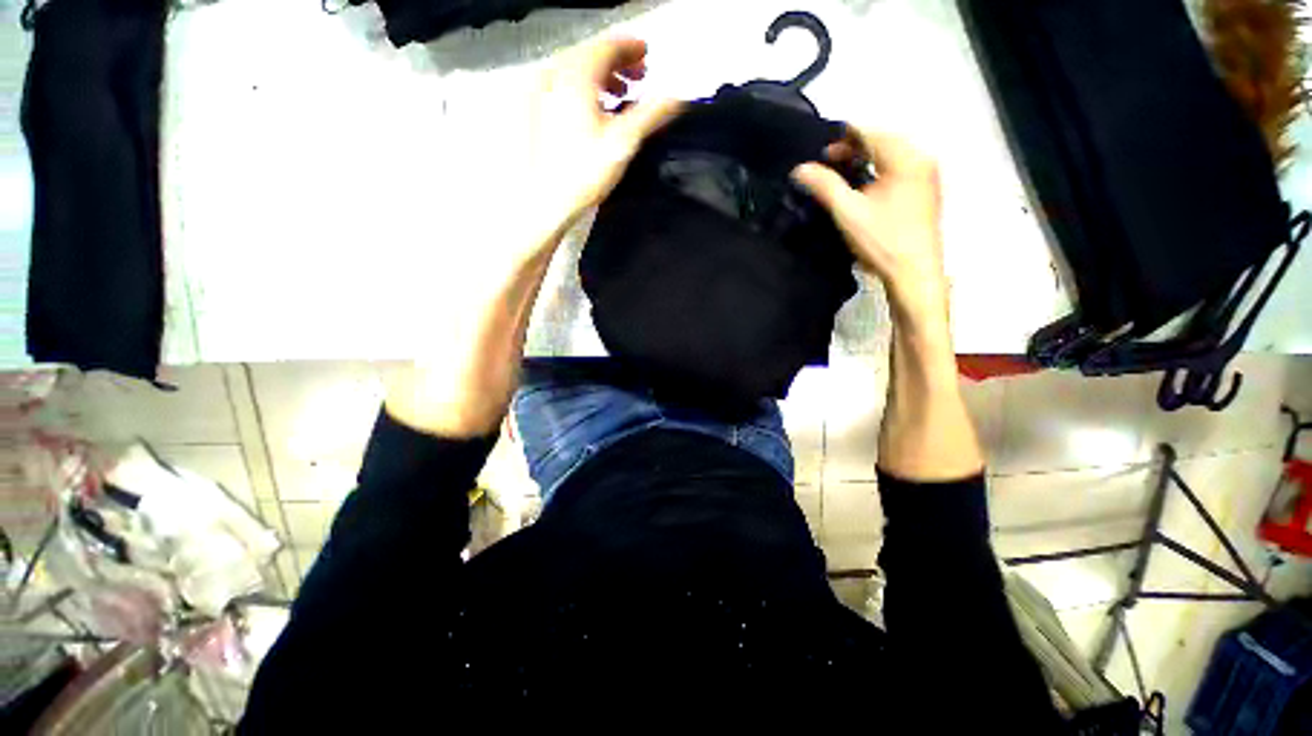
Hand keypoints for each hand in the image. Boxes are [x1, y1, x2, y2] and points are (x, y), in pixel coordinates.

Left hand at [522, 37, 682, 238]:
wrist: (548, 200)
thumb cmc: (586, 171)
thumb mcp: (624, 142)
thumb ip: (651, 114)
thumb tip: (678, 97)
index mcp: (575, 75)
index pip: (606, 46)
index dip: (630, 47)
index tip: (648, 55)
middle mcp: (554, 73)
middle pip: (589, 54)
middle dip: (617, 62)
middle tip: (639, 77)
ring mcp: (540, 91)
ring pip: (575, 70)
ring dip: (602, 76)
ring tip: (621, 94)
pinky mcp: (535, 111)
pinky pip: (563, 85)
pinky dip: (584, 89)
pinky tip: (596, 109)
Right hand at [792, 129, 948, 328]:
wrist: (914, 273)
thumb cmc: (882, 241)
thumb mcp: (848, 212)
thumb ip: (824, 186)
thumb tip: (800, 168)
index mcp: (905, 157)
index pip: (869, 132)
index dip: (841, 137)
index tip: (818, 153)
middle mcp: (921, 158)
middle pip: (882, 140)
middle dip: (852, 148)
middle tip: (825, 165)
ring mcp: (926, 175)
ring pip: (890, 155)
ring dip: (864, 160)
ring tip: (839, 175)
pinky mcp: (925, 190)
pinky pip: (898, 169)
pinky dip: (877, 171)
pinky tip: (862, 187)